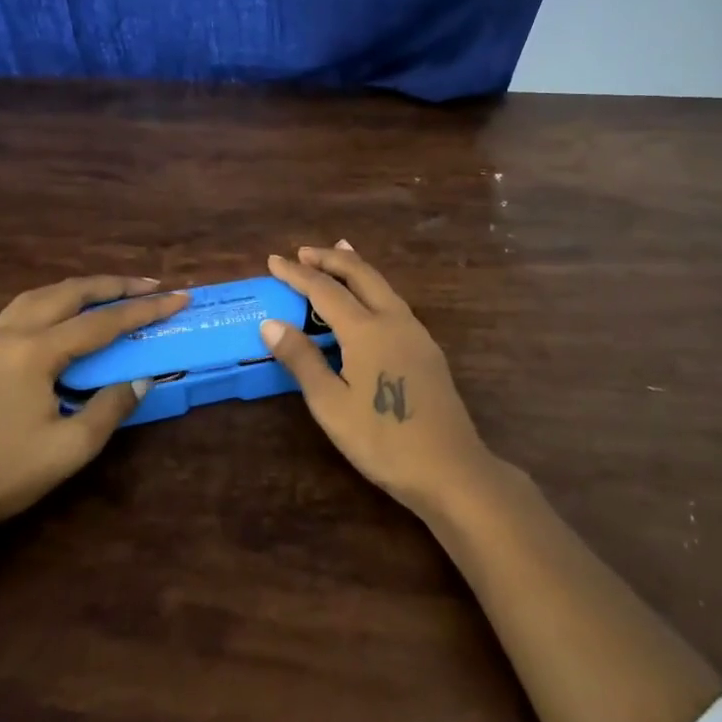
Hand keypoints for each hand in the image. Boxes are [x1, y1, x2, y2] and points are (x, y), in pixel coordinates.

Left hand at [0, 276, 188, 528]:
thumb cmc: (10, 471)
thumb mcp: (73, 446)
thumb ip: (112, 406)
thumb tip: (141, 379)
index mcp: (37, 352)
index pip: (102, 322)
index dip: (144, 310)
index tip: (178, 299)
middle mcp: (15, 334)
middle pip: (71, 293)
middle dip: (115, 286)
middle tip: (151, 286)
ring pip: (44, 294)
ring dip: (83, 288)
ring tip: (113, 291)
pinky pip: (25, 307)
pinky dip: (55, 298)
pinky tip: (65, 310)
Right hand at [261, 242, 497, 516]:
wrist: (450, 469)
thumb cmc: (383, 440)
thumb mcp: (331, 405)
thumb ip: (302, 360)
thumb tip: (271, 324)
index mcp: (366, 329)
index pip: (324, 289)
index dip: (296, 273)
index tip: (274, 260)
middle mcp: (393, 320)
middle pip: (360, 274)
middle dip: (330, 258)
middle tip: (303, 251)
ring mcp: (416, 332)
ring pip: (382, 284)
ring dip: (355, 268)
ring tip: (337, 255)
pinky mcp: (427, 348)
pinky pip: (393, 301)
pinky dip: (372, 287)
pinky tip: (368, 300)